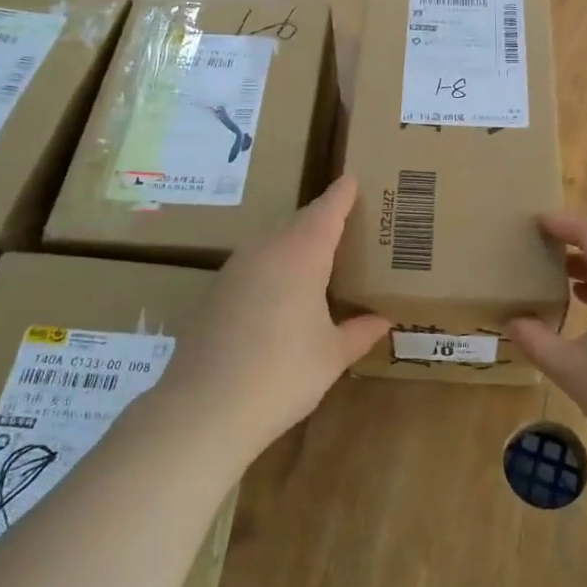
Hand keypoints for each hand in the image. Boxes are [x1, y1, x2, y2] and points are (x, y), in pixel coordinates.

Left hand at [168, 176, 388, 455]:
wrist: (204, 408)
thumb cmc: (282, 374)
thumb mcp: (332, 356)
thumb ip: (359, 332)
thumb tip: (383, 320)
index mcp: (301, 254)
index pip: (327, 211)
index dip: (342, 194)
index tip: (353, 178)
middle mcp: (266, 249)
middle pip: (299, 221)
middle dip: (323, 218)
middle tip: (348, 224)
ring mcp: (236, 268)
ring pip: (274, 240)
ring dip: (297, 241)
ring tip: (321, 256)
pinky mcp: (216, 290)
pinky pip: (255, 262)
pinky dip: (276, 264)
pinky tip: (284, 290)